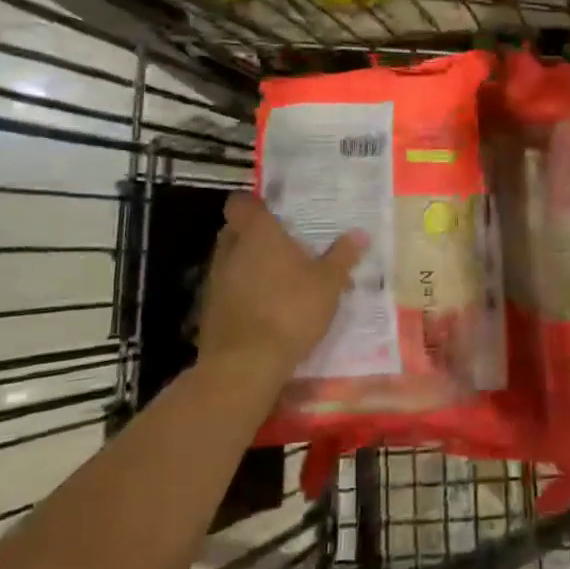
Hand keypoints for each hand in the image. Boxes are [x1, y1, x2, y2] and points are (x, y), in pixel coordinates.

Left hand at [198, 192, 368, 393]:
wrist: (244, 366)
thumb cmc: (290, 311)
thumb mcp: (328, 284)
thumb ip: (342, 256)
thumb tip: (360, 234)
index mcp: (257, 233)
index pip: (241, 202)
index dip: (254, 204)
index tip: (274, 211)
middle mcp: (230, 250)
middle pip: (236, 230)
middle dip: (255, 235)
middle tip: (284, 244)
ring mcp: (215, 281)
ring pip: (231, 261)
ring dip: (249, 265)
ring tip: (279, 279)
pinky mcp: (209, 311)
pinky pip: (228, 289)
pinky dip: (243, 293)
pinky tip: (265, 308)